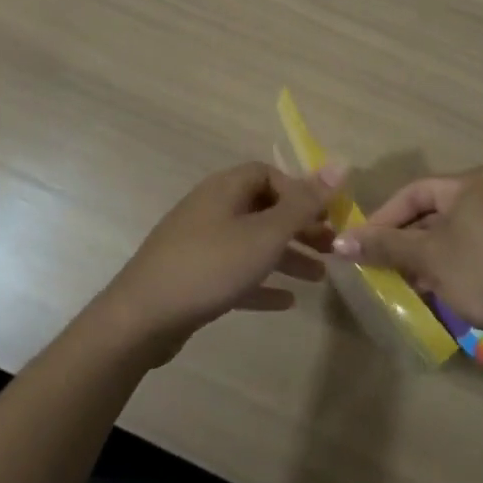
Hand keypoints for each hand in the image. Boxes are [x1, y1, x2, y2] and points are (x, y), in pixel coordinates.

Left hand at [98, 162, 336, 356]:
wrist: (141, 318)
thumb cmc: (210, 266)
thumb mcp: (265, 234)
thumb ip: (304, 203)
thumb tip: (341, 163)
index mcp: (226, 189)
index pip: (270, 174)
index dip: (300, 192)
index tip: (325, 216)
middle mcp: (212, 208)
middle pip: (264, 208)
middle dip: (299, 227)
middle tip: (332, 247)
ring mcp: (200, 242)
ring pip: (253, 242)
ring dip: (287, 256)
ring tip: (320, 277)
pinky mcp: (193, 276)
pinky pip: (236, 271)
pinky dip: (262, 282)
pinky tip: (286, 301)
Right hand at [333, 168, 482, 336]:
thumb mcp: (428, 258)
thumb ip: (385, 246)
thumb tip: (339, 241)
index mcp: (469, 183)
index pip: (414, 192)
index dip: (384, 217)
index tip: (363, 243)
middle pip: (434, 211)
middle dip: (405, 239)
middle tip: (383, 265)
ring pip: (453, 231)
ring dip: (427, 254)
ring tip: (408, 281)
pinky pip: (473, 245)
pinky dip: (452, 261)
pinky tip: (440, 288)